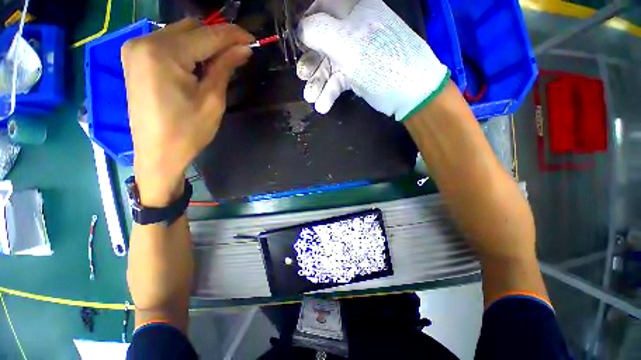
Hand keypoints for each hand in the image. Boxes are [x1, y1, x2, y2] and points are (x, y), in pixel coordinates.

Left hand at [121, 19, 253, 205]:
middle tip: (239, 53)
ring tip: (222, 60)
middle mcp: (144, 41)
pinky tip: (200, 63)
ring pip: (180, 33)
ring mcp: (136, 48)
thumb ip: (225, 68)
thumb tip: (244, 49)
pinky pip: (168, 43)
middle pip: (191, 28)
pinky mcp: (135, 58)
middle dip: (218, 37)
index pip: (207, 35)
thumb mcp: (212, 100)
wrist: (157, 153)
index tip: (253, 39)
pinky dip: (188, 49)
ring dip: (204, 43)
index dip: (233, 35)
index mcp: (163, 53)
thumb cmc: (188, 132)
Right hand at [297, 0, 448, 120]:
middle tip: (302, 75)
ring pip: (328, 64)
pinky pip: (337, 81)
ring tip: (311, 98)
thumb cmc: (381, 63)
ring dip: (318, 82)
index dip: (307, 23)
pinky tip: (322, 106)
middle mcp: (353, 29)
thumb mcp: (349, 43)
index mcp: (355, 10)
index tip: (297, 40)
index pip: (323, 7)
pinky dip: (329, 93)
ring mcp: (354, 54)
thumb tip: (300, 29)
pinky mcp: (356, 74)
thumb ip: (321, 32)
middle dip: (311, 60)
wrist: (409, 94)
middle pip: (323, 40)